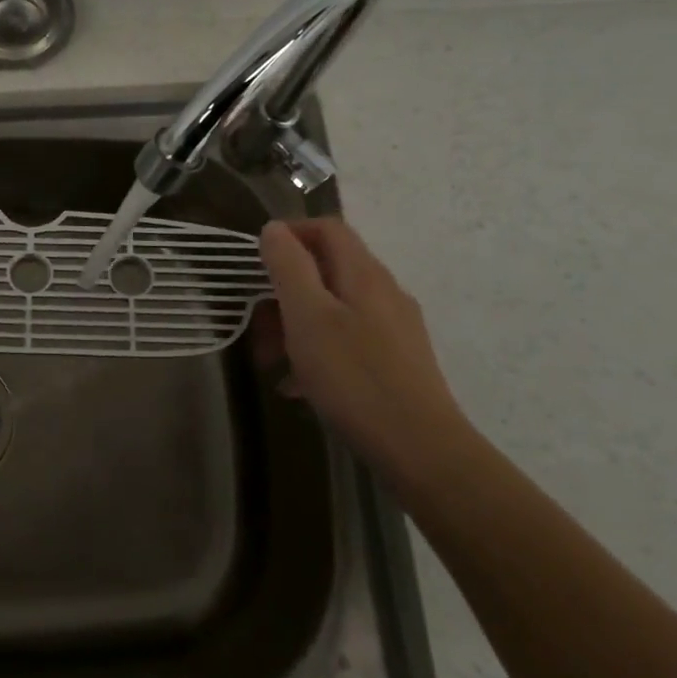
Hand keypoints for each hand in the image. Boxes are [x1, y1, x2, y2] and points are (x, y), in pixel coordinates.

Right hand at [251, 217, 474, 485]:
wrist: (420, 449)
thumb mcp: (308, 316)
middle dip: (284, 290)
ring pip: (334, 308)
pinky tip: (298, 386)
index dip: (290, 233)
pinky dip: (317, 351)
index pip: (327, 229)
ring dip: (296, 325)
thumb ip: (289, 267)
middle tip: (257, 324)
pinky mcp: (396, 361)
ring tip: (271, 361)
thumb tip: (274, 229)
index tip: (256, 259)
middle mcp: (383, 293)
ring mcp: (393, 328)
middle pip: (327, 270)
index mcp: (363, 275)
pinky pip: (347, 340)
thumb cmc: (354, 377)